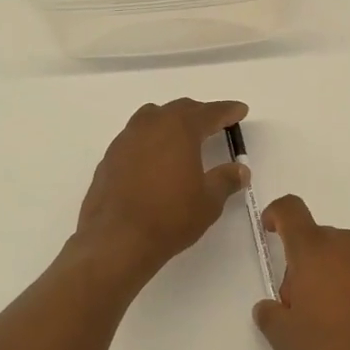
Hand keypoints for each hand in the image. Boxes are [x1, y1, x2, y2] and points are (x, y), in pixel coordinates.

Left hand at [75, 99, 249, 279]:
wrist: (117, 240)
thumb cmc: (170, 217)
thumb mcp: (209, 201)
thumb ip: (226, 180)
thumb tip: (240, 170)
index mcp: (180, 129)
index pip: (209, 112)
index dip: (227, 111)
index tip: (240, 110)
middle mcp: (151, 125)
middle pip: (179, 109)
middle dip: (200, 113)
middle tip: (215, 123)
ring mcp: (126, 140)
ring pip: (152, 118)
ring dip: (171, 122)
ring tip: (183, 137)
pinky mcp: (109, 158)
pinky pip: (135, 138)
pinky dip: (151, 141)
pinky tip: (155, 160)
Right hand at [252, 195, 349, 349]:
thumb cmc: (334, 347)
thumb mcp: (286, 339)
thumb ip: (269, 317)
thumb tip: (269, 308)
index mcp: (313, 249)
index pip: (291, 210)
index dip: (276, 214)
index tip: (269, 230)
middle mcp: (344, 245)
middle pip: (313, 239)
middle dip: (299, 264)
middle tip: (295, 306)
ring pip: (337, 256)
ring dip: (324, 276)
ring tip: (323, 321)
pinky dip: (348, 288)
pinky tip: (348, 325)